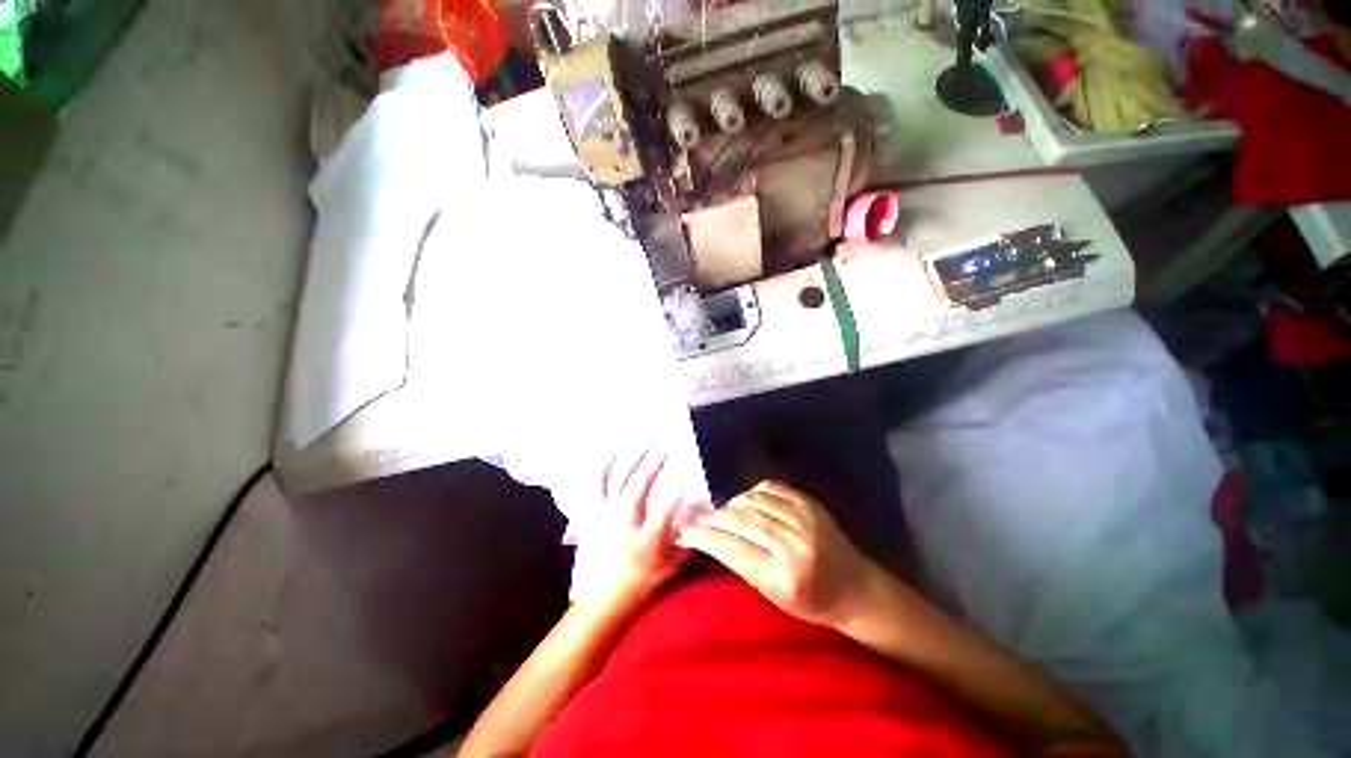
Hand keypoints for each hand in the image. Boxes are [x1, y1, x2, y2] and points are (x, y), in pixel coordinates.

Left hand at [589, 446, 692, 603]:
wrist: (608, 595)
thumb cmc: (647, 578)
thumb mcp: (674, 564)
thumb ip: (691, 536)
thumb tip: (705, 509)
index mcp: (646, 544)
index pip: (661, 516)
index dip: (672, 495)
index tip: (683, 476)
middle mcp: (624, 528)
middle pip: (635, 494)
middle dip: (650, 469)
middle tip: (663, 449)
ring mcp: (607, 519)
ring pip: (617, 485)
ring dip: (632, 461)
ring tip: (645, 443)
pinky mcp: (595, 514)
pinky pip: (596, 487)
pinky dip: (603, 468)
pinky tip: (613, 450)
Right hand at [677, 480, 881, 628]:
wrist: (856, 587)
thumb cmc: (812, 602)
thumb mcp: (772, 595)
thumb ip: (741, 563)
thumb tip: (711, 536)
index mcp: (784, 577)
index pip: (732, 548)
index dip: (704, 537)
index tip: (685, 531)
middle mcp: (794, 543)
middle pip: (740, 519)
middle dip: (713, 517)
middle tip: (696, 518)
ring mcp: (804, 517)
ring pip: (752, 499)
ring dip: (730, 504)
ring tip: (720, 512)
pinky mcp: (809, 501)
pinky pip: (769, 487)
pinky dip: (750, 492)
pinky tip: (744, 502)